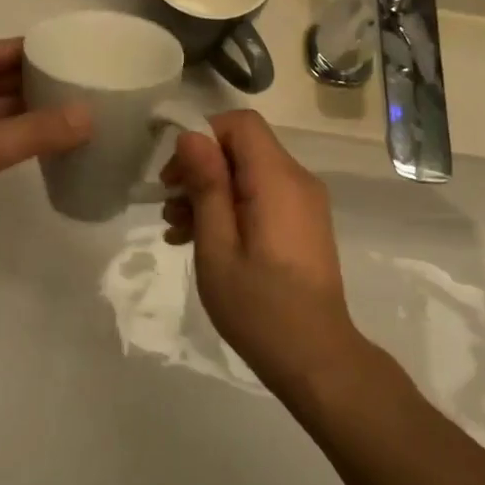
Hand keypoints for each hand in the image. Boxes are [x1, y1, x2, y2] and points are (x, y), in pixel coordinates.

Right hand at [160, 110, 366, 397]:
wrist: (317, 360)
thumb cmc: (259, 306)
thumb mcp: (218, 247)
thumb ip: (206, 186)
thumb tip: (191, 136)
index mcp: (278, 180)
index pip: (240, 124)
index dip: (202, 136)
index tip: (174, 174)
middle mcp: (297, 180)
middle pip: (242, 147)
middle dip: (200, 168)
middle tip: (167, 207)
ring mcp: (303, 202)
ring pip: (248, 173)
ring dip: (210, 192)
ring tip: (176, 230)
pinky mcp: (302, 223)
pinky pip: (261, 195)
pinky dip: (230, 207)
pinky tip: (200, 240)